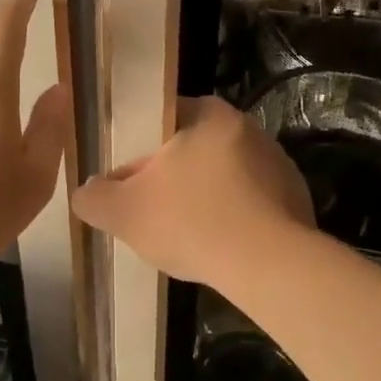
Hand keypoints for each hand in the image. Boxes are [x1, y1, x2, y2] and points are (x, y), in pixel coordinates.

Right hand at [73, 96, 313, 290]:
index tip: (128, 181)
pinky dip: (231, 219)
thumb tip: (86, 192)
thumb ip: (94, 197)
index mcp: (209, 115)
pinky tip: (218, 246)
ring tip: (184, 235)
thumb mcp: (123, 212)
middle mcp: (247, 128)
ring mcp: (276, 163)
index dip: (139, 149)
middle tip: (150, 211)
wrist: (268, 266)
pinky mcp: (294, 197)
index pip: (163, 118)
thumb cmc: (191, 223)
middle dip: (169, 178)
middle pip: (192, 149)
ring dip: (201, 199)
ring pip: (221, 177)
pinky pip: (249, 203)